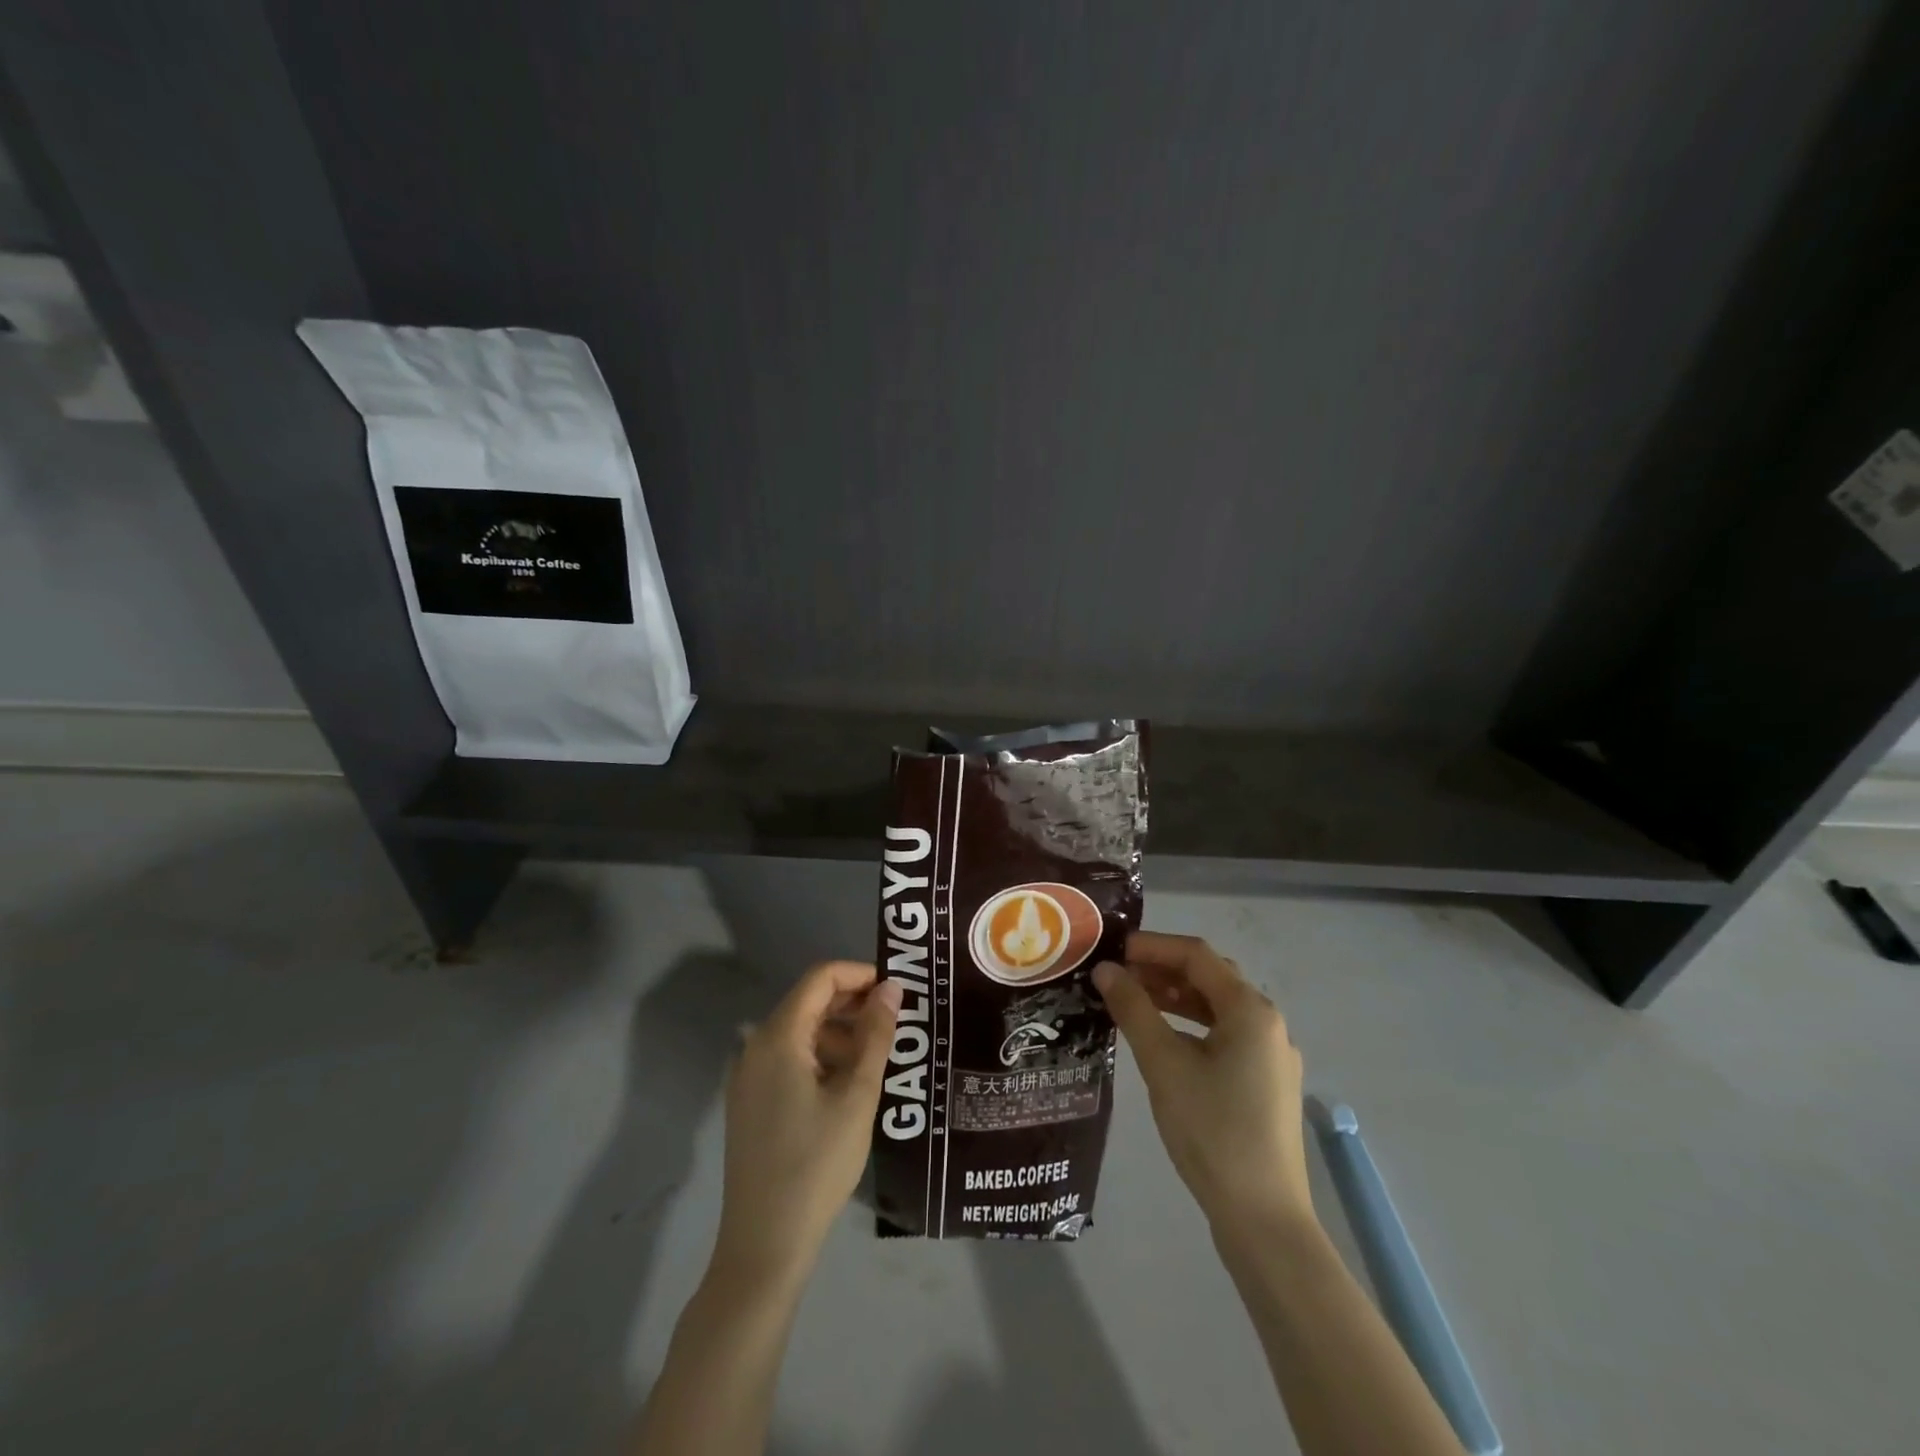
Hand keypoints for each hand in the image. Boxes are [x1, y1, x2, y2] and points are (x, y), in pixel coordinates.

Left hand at [713, 961, 900, 1285]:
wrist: (764, 1245)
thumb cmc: (816, 1164)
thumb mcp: (857, 1096)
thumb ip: (876, 1035)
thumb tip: (891, 988)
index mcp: (777, 1037)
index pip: (820, 978)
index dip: (860, 974)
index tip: (897, 991)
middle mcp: (756, 1047)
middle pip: (809, 1002)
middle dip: (854, 1004)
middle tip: (897, 1020)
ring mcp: (749, 1077)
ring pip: (801, 1033)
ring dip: (841, 1033)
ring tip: (881, 1056)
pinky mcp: (751, 1103)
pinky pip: (790, 1060)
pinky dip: (823, 1058)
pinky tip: (851, 1084)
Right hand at [1094, 932, 1314, 1241]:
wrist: (1263, 1219)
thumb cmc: (1212, 1131)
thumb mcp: (1164, 1064)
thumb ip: (1133, 1009)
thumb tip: (1105, 969)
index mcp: (1251, 1010)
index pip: (1196, 955)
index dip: (1151, 946)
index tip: (1111, 950)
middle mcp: (1268, 1023)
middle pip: (1210, 977)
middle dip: (1161, 969)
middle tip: (1117, 974)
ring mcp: (1271, 1055)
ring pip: (1217, 1008)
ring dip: (1175, 997)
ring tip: (1132, 1000)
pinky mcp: (1266, 1083)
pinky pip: (1225, 1035)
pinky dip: (1191, 1025)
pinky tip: (1163, 1039)